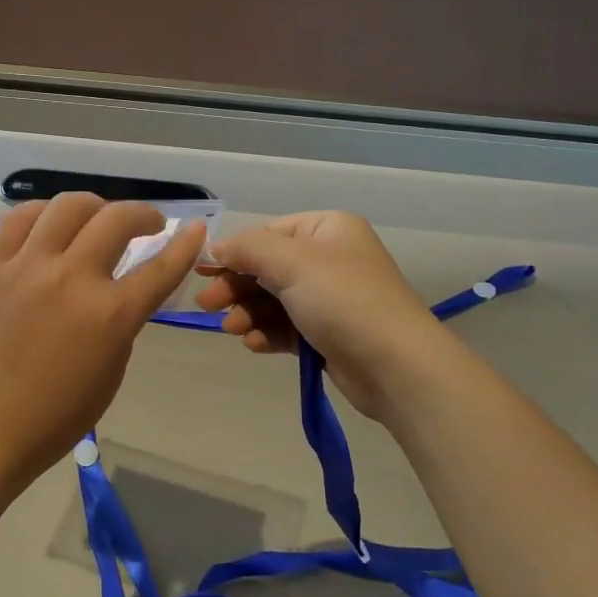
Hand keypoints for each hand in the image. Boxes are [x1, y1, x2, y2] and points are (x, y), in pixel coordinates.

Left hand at [0, 194, 205, 491]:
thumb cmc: (56, 415)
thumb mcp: (111, 371)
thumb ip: (121, 322)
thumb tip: (119, 290)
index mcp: (110, 315)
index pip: (160, 268)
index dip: (185, 245)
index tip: (196, 229)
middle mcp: (72, 279)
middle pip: (117, 219)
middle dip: (144, 214)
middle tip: (149, 224)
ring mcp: (29, 267)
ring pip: (69, 206)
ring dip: (96, 206)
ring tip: (99, 219)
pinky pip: (21, 218)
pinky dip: (44, 212)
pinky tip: (52, 223)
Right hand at [195, 210, 454, 420]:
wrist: (395, 366)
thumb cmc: (343, 300)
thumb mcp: (292, 263)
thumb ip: (248, 249)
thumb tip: (215, 246)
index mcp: (327, 230)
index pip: (268, 234)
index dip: (234, 252)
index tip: (202, 272)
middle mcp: (329, 259)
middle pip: (267, 268)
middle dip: (236, 287)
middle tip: (208, 306)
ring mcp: (330, 298)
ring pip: (273, 300)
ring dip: (248, 313)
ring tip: (234, 330)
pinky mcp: (327, 334)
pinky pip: (286, 327)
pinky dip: (267, 333)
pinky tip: (254, 344)